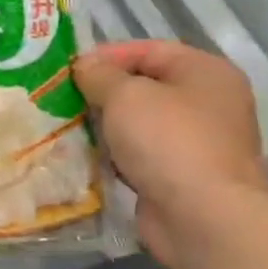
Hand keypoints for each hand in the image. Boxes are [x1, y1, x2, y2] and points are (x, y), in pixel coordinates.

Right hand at [74, 41, 267, 268]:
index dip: (107, 55)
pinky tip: (84, 157)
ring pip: (139, 123)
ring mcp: (196, 142)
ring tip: (64, 126)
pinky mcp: (180, 176)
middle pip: (144, 87)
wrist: (204, 218)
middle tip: (59, 98)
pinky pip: (139, 155)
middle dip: (101, 92)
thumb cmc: (169, 142)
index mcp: (205, 72)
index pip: (149, 50)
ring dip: (104, 126)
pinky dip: (114, 155)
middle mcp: (208, 103)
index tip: (67, 69)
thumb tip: (84, 66)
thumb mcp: (125, 95)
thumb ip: (100, 75)